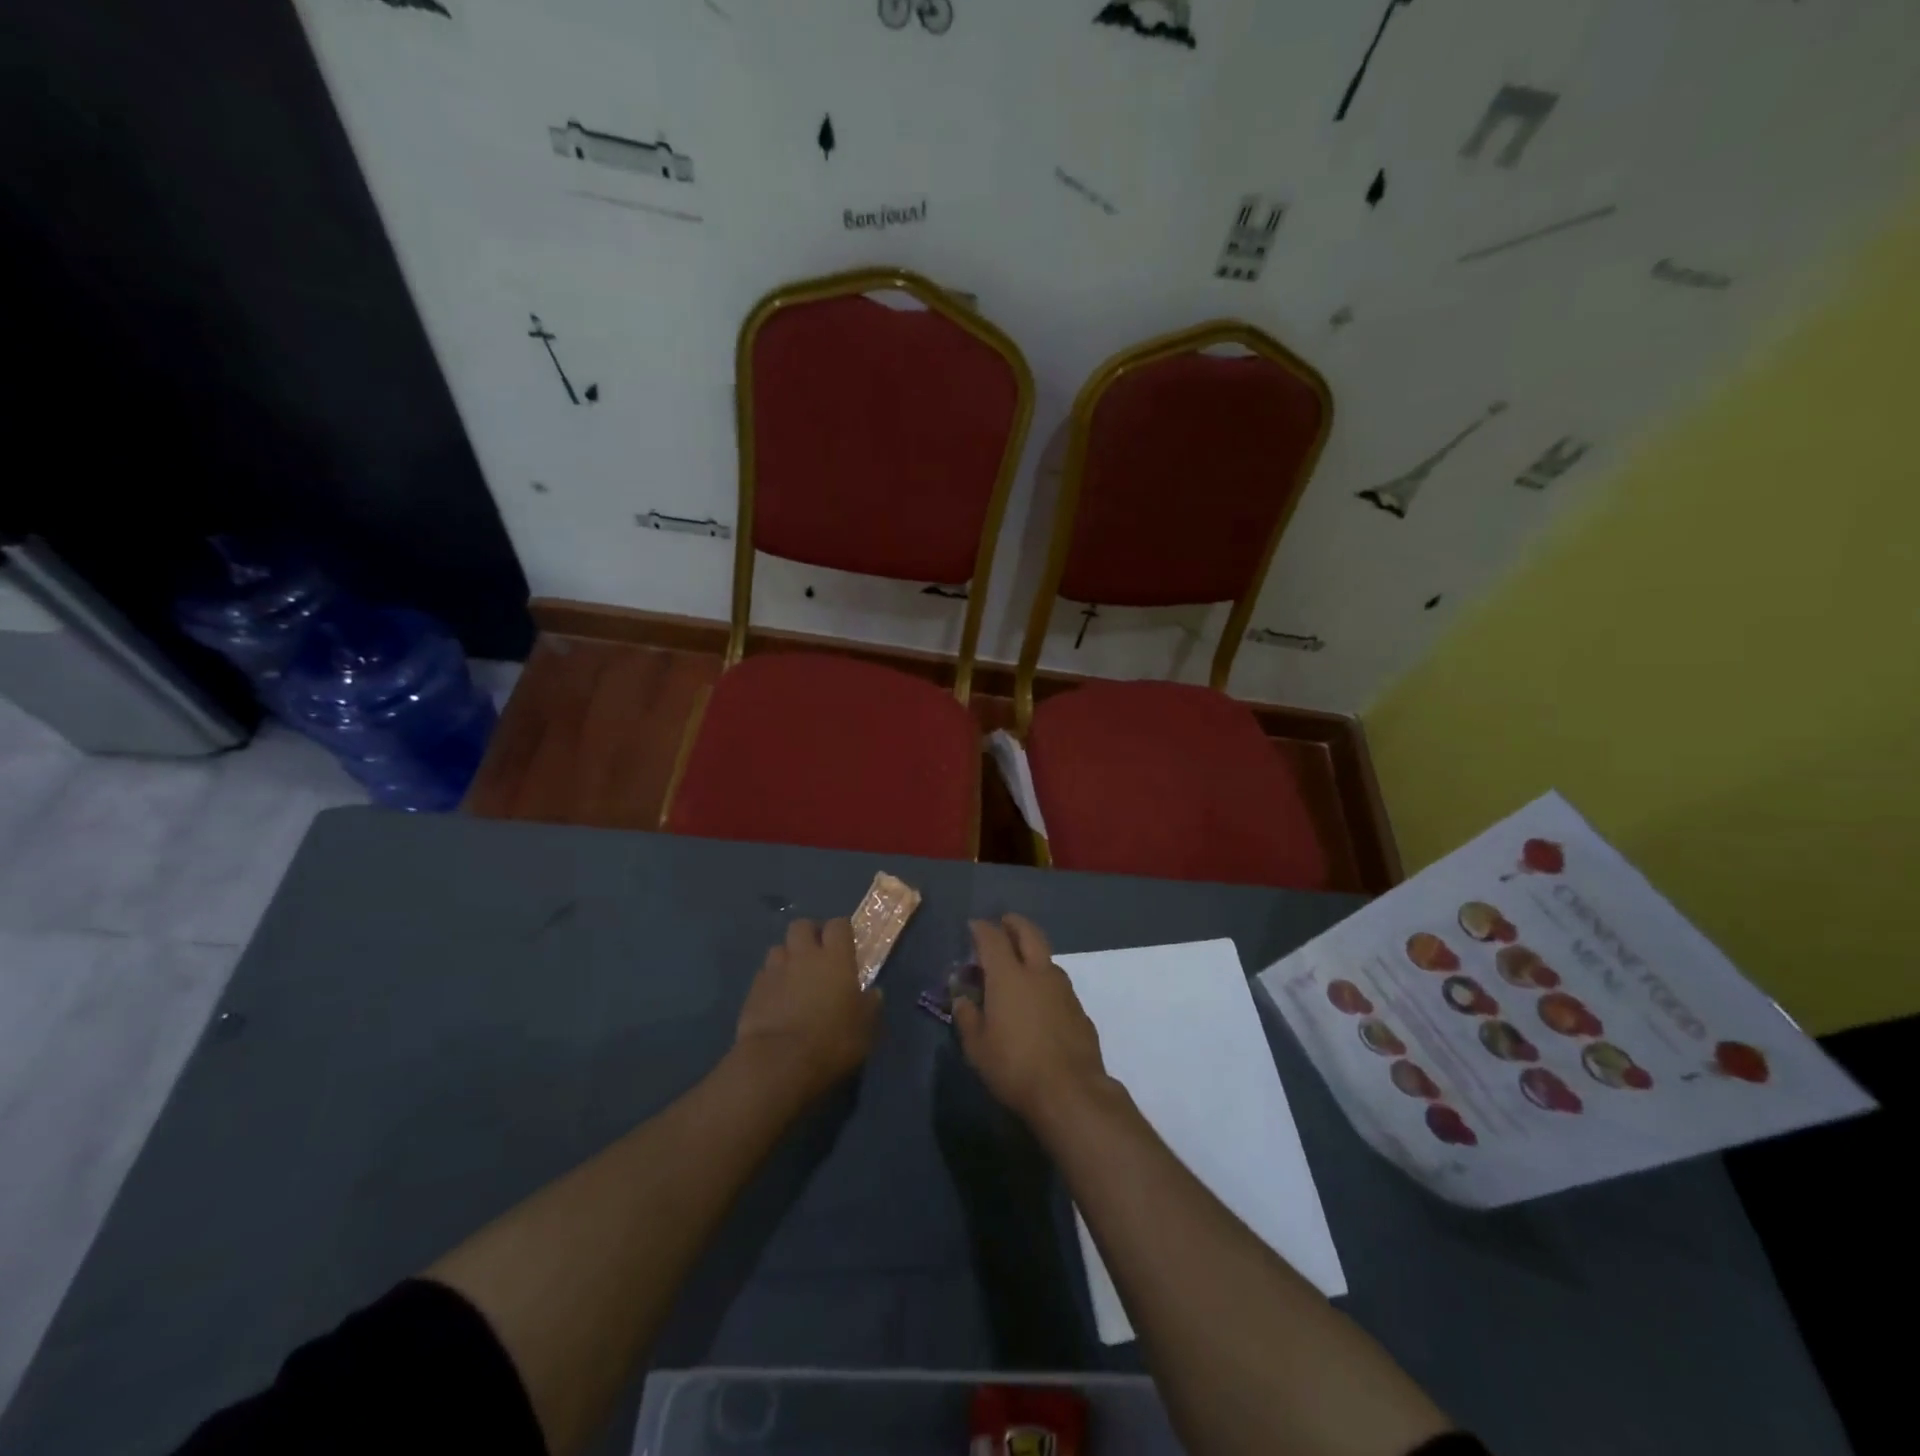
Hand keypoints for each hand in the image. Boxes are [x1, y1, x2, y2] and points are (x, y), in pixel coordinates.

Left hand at [734, 918, 881, 1099]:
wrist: (779, 1063)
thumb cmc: (832, 1042)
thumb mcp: (865, 1029)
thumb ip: (869, 1006)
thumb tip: (873, 993)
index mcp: (836, 958)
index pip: (838, 924)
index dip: (842, 930)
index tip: (846, 944)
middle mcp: (804, 955)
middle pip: (802, 925)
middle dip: (809, 934)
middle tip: (817, 954)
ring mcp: (775, 970)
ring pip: (779, 948)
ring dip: (787, 956)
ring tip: (794, 976)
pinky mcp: (753, 990)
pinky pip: (764, 974)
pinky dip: (771, 980)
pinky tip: (776, 998)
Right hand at [953, 915, 1108, 1124]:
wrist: (1070, 1092)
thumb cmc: (1014, 1067)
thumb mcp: (977, 1047)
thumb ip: (967, 1017)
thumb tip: (963, 998)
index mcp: (1008, 976)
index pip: (992, 938)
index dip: (981, 928)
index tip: (974, 926)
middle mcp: (1038, 973)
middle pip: (1029, 934)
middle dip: (1015, 924)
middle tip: (1004, 923)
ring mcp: (1064, 990)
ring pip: (1048, 958)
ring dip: (1033, 952)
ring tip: (1021, 965)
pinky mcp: (1080, 1010)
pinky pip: (1059, 985)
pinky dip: (1046, 982)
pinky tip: (1041, 1001)